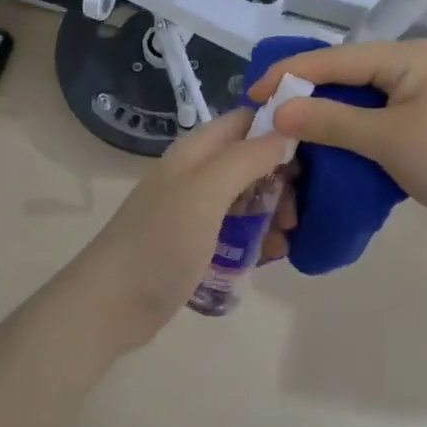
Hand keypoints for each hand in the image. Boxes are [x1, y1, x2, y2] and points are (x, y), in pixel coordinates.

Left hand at [80, 108, 298, 333]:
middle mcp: (198, 174)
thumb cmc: (160, 242)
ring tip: (288, 237)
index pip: (246, 120)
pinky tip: (274, 255)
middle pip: (253, 160)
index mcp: (197, 151)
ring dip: (275, 212)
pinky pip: (240, 230)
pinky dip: (259, 238)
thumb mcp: (206, 192)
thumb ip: (247, 158)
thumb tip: (288, 131)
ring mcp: (198, 210)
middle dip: (282, 179)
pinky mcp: (199, 243)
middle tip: (296, 209)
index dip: (280, 127)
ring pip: (250, 197)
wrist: (111, 306)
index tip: (314, 150)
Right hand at [252, 40, 426, 246]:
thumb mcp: (388, 138)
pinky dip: (352, 136)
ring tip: (288, 134)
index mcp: (406, 57)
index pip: (334, 58)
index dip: (289, 74)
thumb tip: (278, 110)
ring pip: (361, 103)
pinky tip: (328, 152)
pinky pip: (379, 124)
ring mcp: (423, 99)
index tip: (250, 95)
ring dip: (327, 119)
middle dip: (305, 95)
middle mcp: (413, 69)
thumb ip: (332, 121)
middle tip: (265, 116)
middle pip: (346, 76)